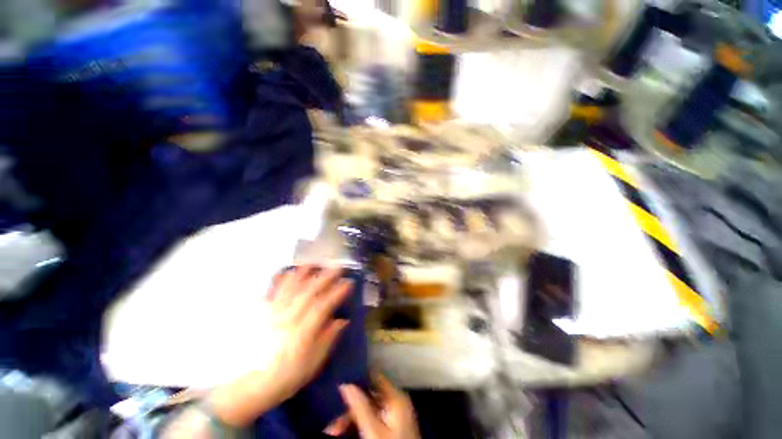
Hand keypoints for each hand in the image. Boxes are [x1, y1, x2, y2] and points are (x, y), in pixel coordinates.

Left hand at [208, 266, 352, 426]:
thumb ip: (327, 340)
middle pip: (310, 291)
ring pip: (291, 287)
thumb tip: (342, 321)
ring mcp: (274, 313)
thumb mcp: (312, 365)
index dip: (338, 292)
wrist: (248, 386)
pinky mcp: (262, 314)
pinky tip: (288, 273)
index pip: (324, 305)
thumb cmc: (285, 378)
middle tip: (338, 267)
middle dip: (326, 277)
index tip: (349, 282)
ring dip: (305, 273)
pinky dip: (282, 280)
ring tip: (315, 264)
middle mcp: (289, 318)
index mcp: (303, 331)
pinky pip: (273, 292)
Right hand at [325, 374, 420, 438]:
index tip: (340, 383)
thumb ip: (359, 406)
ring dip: (350, 420)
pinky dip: (359, 426)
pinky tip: (346, 434)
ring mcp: (395, 414)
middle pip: (368, 397)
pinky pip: (372, 420)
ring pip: (368, 410)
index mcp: (395, 396)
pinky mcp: (392, 427)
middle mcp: (396, 401)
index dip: (358, 378)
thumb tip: (345, 384)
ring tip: (334, 433)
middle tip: (332, 428)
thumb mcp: (372, 430)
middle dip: (349, 410)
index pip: (374, 377)